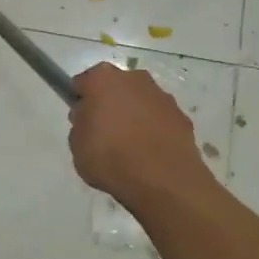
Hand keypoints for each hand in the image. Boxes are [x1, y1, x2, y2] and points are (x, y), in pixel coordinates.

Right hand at [68, 62, 213, 210]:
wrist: (162, 180)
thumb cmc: (110, 157)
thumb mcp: (76, 144)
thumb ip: (81, 123)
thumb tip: (90, 117)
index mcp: (103, 79)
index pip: (83, 83)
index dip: (80, 101)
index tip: (81, 120)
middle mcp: (134, 78)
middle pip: (115, 87)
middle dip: (109, 104)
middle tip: (103, 133)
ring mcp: (162, 96)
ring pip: (140, 101)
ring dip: (134, 116)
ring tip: (129, 148)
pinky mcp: (182, 116)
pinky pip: (159, 119)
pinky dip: (154, 130)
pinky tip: (149, 154)